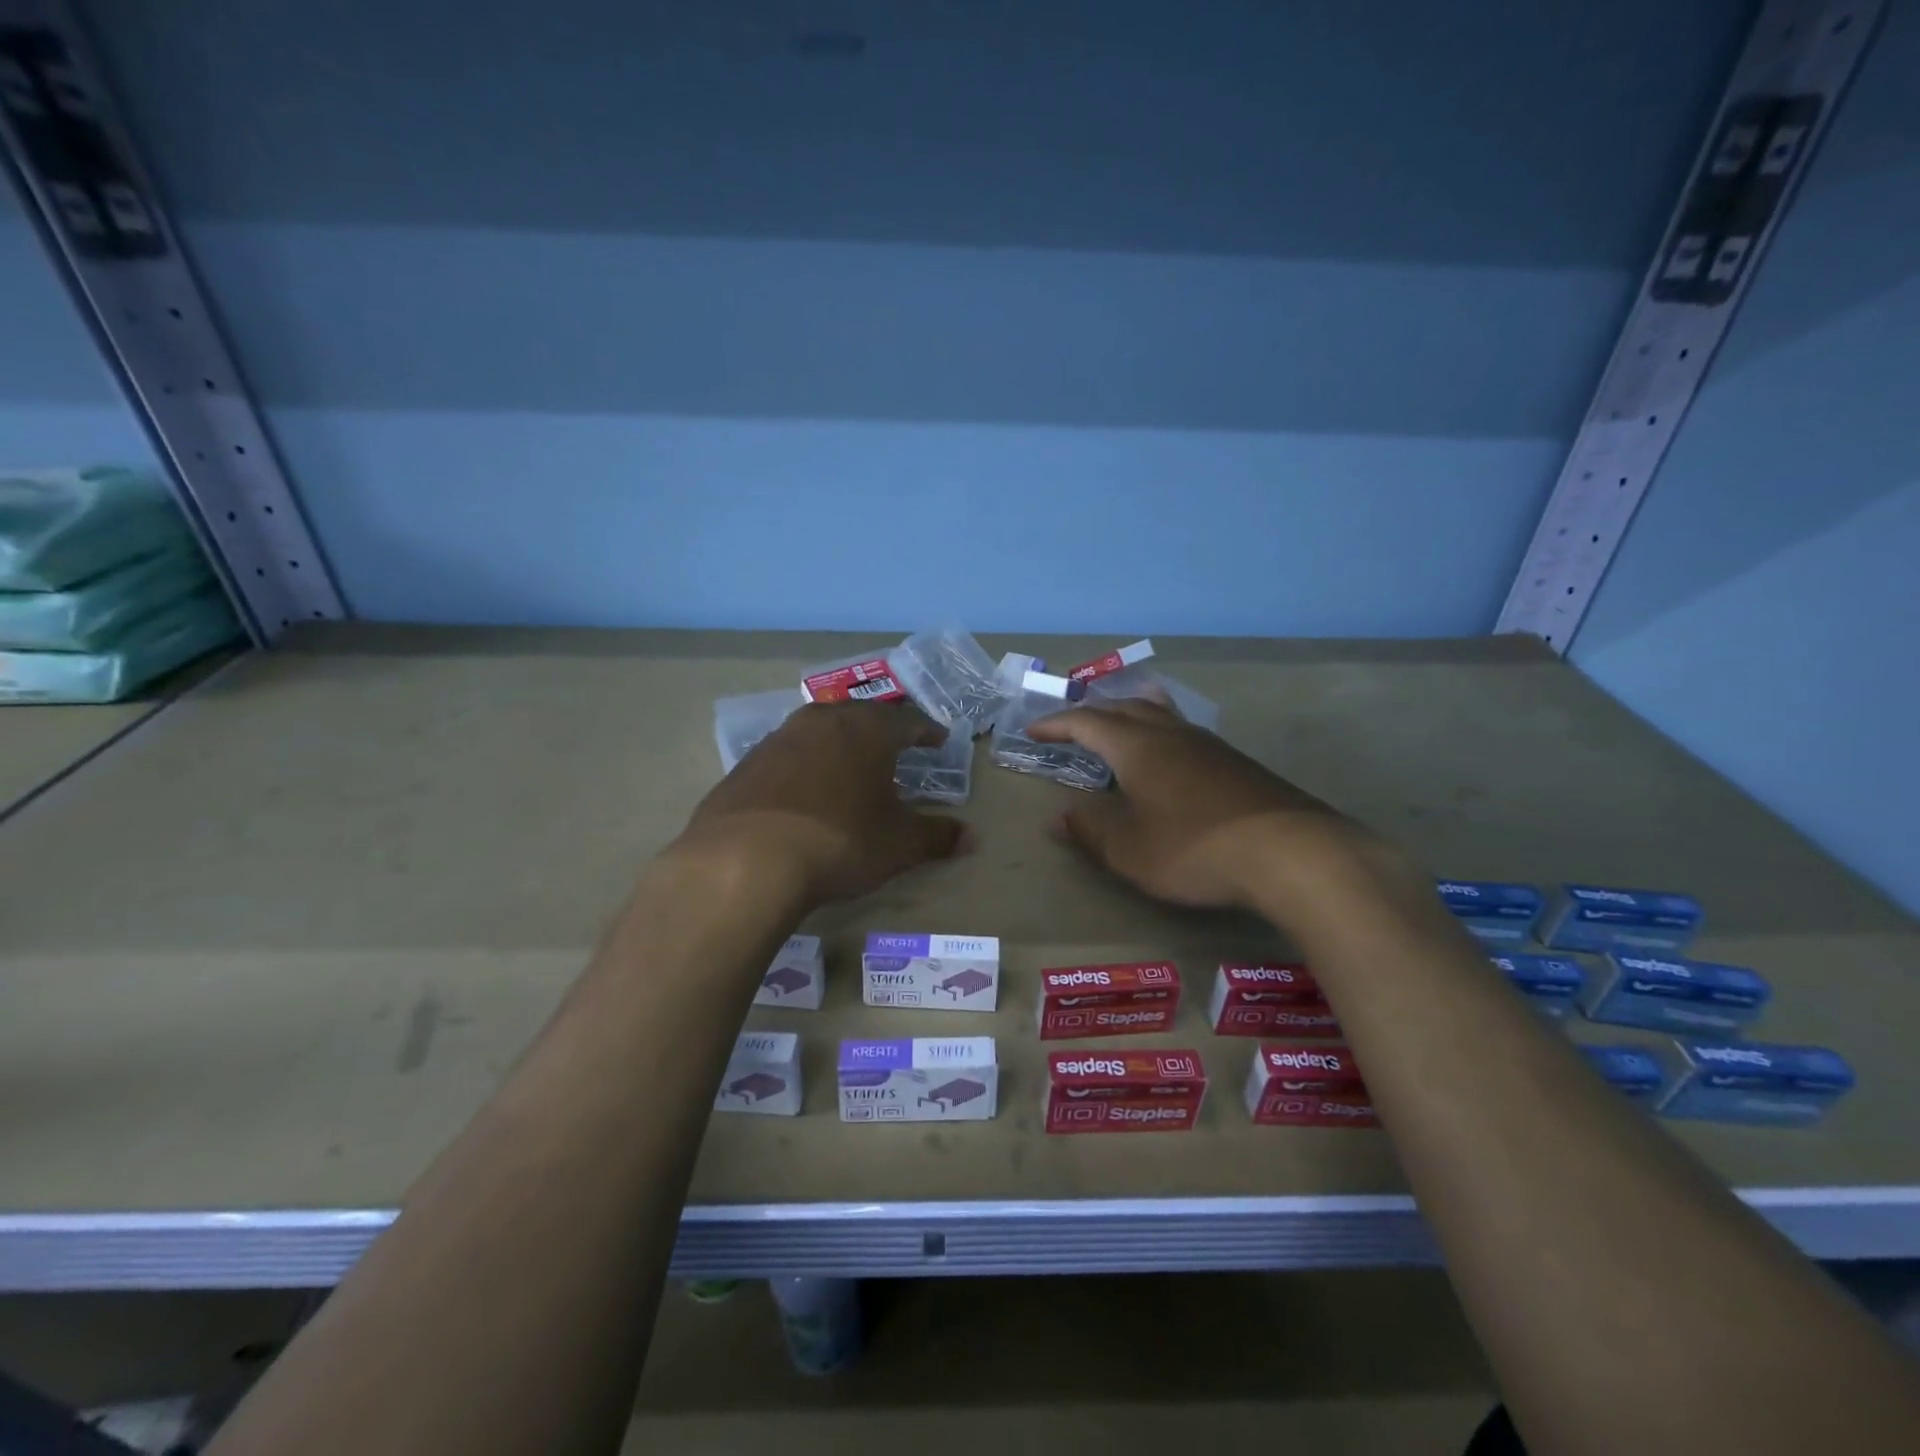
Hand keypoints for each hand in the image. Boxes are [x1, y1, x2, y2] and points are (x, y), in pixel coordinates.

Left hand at [671, 702, 967, 906]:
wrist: (744, 860)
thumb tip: (972, 838)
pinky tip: (804, 793)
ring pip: (819, 732)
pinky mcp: (745, 764)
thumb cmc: (839, 841)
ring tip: (850, 768)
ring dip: (839, 746)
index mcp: (866, 730)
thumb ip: (937, 837)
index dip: (927, 730)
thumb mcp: (898, 844)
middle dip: (882, 731)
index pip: (907, 719)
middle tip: (896, 748)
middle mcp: (822, 721)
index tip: (938, 740)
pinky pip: (787, 756)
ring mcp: (778, 739)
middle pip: (860, 716)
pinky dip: (804, 767)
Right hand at [1026, 698, 1393, 912]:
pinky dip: (1161, 732)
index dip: (1056, 725)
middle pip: (1124, 708)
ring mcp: (1209, 745)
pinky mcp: (1237, 763)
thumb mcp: (1130, 851)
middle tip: (1072, 726)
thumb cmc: (1195, 849)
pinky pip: (1185, 732)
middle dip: (1092, 714)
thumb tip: (1060, 816)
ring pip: (1161, 714)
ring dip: (1131, 714)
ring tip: (1120, 720)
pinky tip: (1171, 754)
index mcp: (1137, 747)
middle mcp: (1171, 734)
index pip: (1086, 723)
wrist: (1291, 853)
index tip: (1033, 731)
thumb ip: (1091, 831)